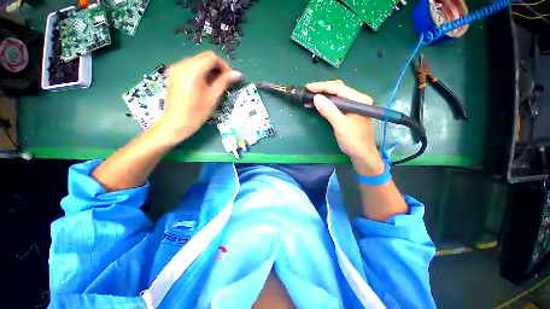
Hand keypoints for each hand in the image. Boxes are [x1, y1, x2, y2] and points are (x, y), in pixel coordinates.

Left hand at [154, 51, 241, 143]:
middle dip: (216, 67)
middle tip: (224, 81)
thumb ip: (224, 82)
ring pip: (197, 61)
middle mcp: (182, 64)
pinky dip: (200, 72)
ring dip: (208, 69)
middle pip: (204, 57)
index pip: (211, 57)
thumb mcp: (213, 96)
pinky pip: (190, 66)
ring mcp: (175, 68)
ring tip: (215, 84)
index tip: (229, 77)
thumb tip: (237, 73)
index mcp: (192, 70)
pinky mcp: (173, 73)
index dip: (223, 65)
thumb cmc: (197, 112)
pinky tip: (204, 84)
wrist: (176, 122)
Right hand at [306, 80, 383, 174]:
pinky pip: (335, 104)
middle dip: (322, 89)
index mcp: (359, 100)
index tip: (308, 87)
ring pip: (335, 96)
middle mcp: (357, 100)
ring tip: (309, 97)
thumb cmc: (353, 140)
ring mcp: (352, 106)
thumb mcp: (340, 125)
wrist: (361, 154)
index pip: (339, 88)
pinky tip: (316, 105)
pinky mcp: (347, 112)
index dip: (322, 87)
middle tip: (308, 90)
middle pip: (338, 89)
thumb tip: (316, 98)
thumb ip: (329, 111)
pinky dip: (325, 104)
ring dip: (322, 96)